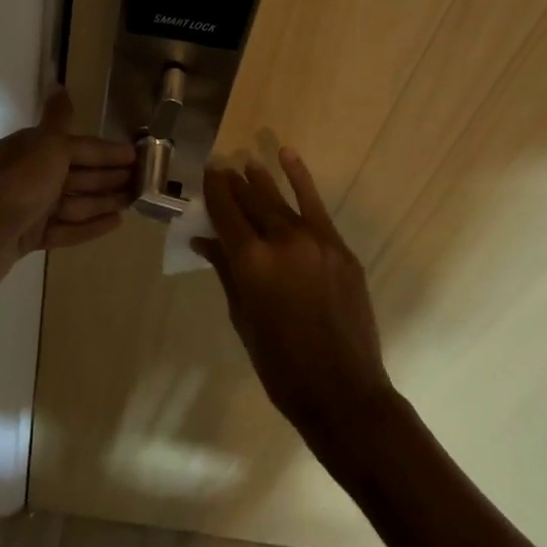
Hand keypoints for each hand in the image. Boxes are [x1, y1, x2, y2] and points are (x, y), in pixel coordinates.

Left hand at [0, 90, 134, 309]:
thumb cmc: (15, 188)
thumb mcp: (43, 147)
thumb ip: (58, 119)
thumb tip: (59, 84)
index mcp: (30, 148)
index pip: (77, 146)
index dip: (107, 151)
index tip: (137, 156)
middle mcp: (28, 174)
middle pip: (76, 173)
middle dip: (109, 175)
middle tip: (143, 181)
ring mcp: (27, 208)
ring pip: (73, 201)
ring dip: (103, 200)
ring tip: (134, 201)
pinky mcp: (27, 238)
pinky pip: (65, 228)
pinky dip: (88, 225)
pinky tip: (115, 223)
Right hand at [192, 149, 395, 450]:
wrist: (342, 389)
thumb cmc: (280, 364)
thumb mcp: (242, 317)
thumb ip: (225, 271)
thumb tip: (204, 240)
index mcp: (251, 262)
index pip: (225, 213)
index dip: (213, 191)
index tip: (205, 174)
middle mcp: (282, 241)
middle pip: (251, 202)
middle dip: (233, 184)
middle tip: (220, 169)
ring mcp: (315, 240)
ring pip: (280, 200)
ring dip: (261, 180)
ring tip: (246, 163)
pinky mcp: (339, 247)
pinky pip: (315, 206)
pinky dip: (300, 180)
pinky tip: (287, 157)